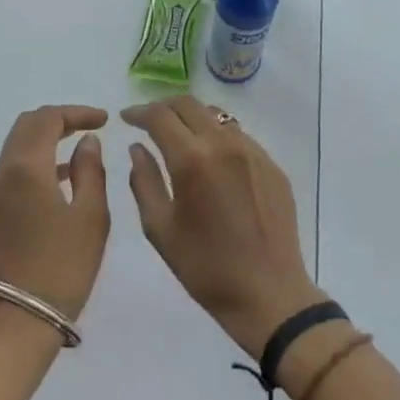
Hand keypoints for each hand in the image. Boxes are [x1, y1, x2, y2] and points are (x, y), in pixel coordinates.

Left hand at [0, 105, 110, 321]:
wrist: (24, 315)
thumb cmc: (65, 265)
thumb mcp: (91, 216)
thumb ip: (90, 170)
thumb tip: (87, 141)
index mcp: (27, 167)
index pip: (48, 119)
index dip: (77, 112)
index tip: (105, 119)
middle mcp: (4, 170)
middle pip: (27, 125)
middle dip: (59, 119)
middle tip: (92, 126)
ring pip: (19, 144)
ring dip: (47, 136)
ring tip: (82, 144)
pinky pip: (16, 165)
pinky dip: (39, 157)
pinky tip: (65, 173)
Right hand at [124, 96, 322, 356]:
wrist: (268, 294)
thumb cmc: (204, 267)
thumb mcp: (159, 227)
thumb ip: (143, 181)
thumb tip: (138, 149)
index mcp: (192, 160)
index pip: (160, 116)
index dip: (139, 112)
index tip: (126, 118)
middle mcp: (225, 145)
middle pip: (190, 105)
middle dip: (164, 108)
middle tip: (148, 122)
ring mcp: (253, 153)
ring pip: (217, 116)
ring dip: (192, 118)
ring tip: (178, 137)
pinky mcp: (272, 166)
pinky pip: (239, 136)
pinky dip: (217, 136)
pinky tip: (210, 160)